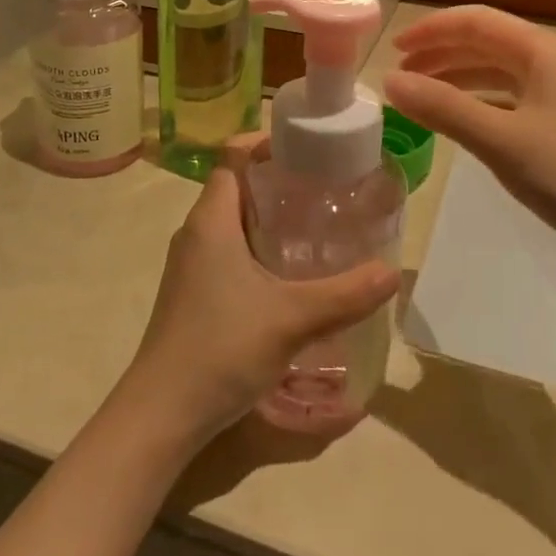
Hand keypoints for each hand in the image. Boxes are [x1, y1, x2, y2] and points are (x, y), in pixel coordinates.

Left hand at [123, 159, 398, 448]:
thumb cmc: (221, 348)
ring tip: (318, 226)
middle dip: (279, 180)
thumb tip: (393, 272)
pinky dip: (260, 249)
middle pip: (237, 186)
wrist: (161, 414)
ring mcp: (191, 265)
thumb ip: (346, 294)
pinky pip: (229, 252)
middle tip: (327, 186)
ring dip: (271, 218)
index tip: (308, 144)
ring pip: (233, 223)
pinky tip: (292, 275)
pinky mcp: (193, 294)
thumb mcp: (292, 318)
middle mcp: (196, 233)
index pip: (233, 156)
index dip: (267, 141)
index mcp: (211, 219)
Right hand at [382, 6, 555, 289]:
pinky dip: (477, 107)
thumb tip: (389, 82)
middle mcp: (552, 65)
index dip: (432, 30)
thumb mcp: (502, 140)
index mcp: (542, 52)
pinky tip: (459, 126)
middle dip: (440, 55)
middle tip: (400, 76)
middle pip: (485, 45)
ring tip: (420, 98)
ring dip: (457, 80)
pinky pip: (508, 104)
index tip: (393, 49)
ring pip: (497, 76)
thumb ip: (443, 109)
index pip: (476, 21)